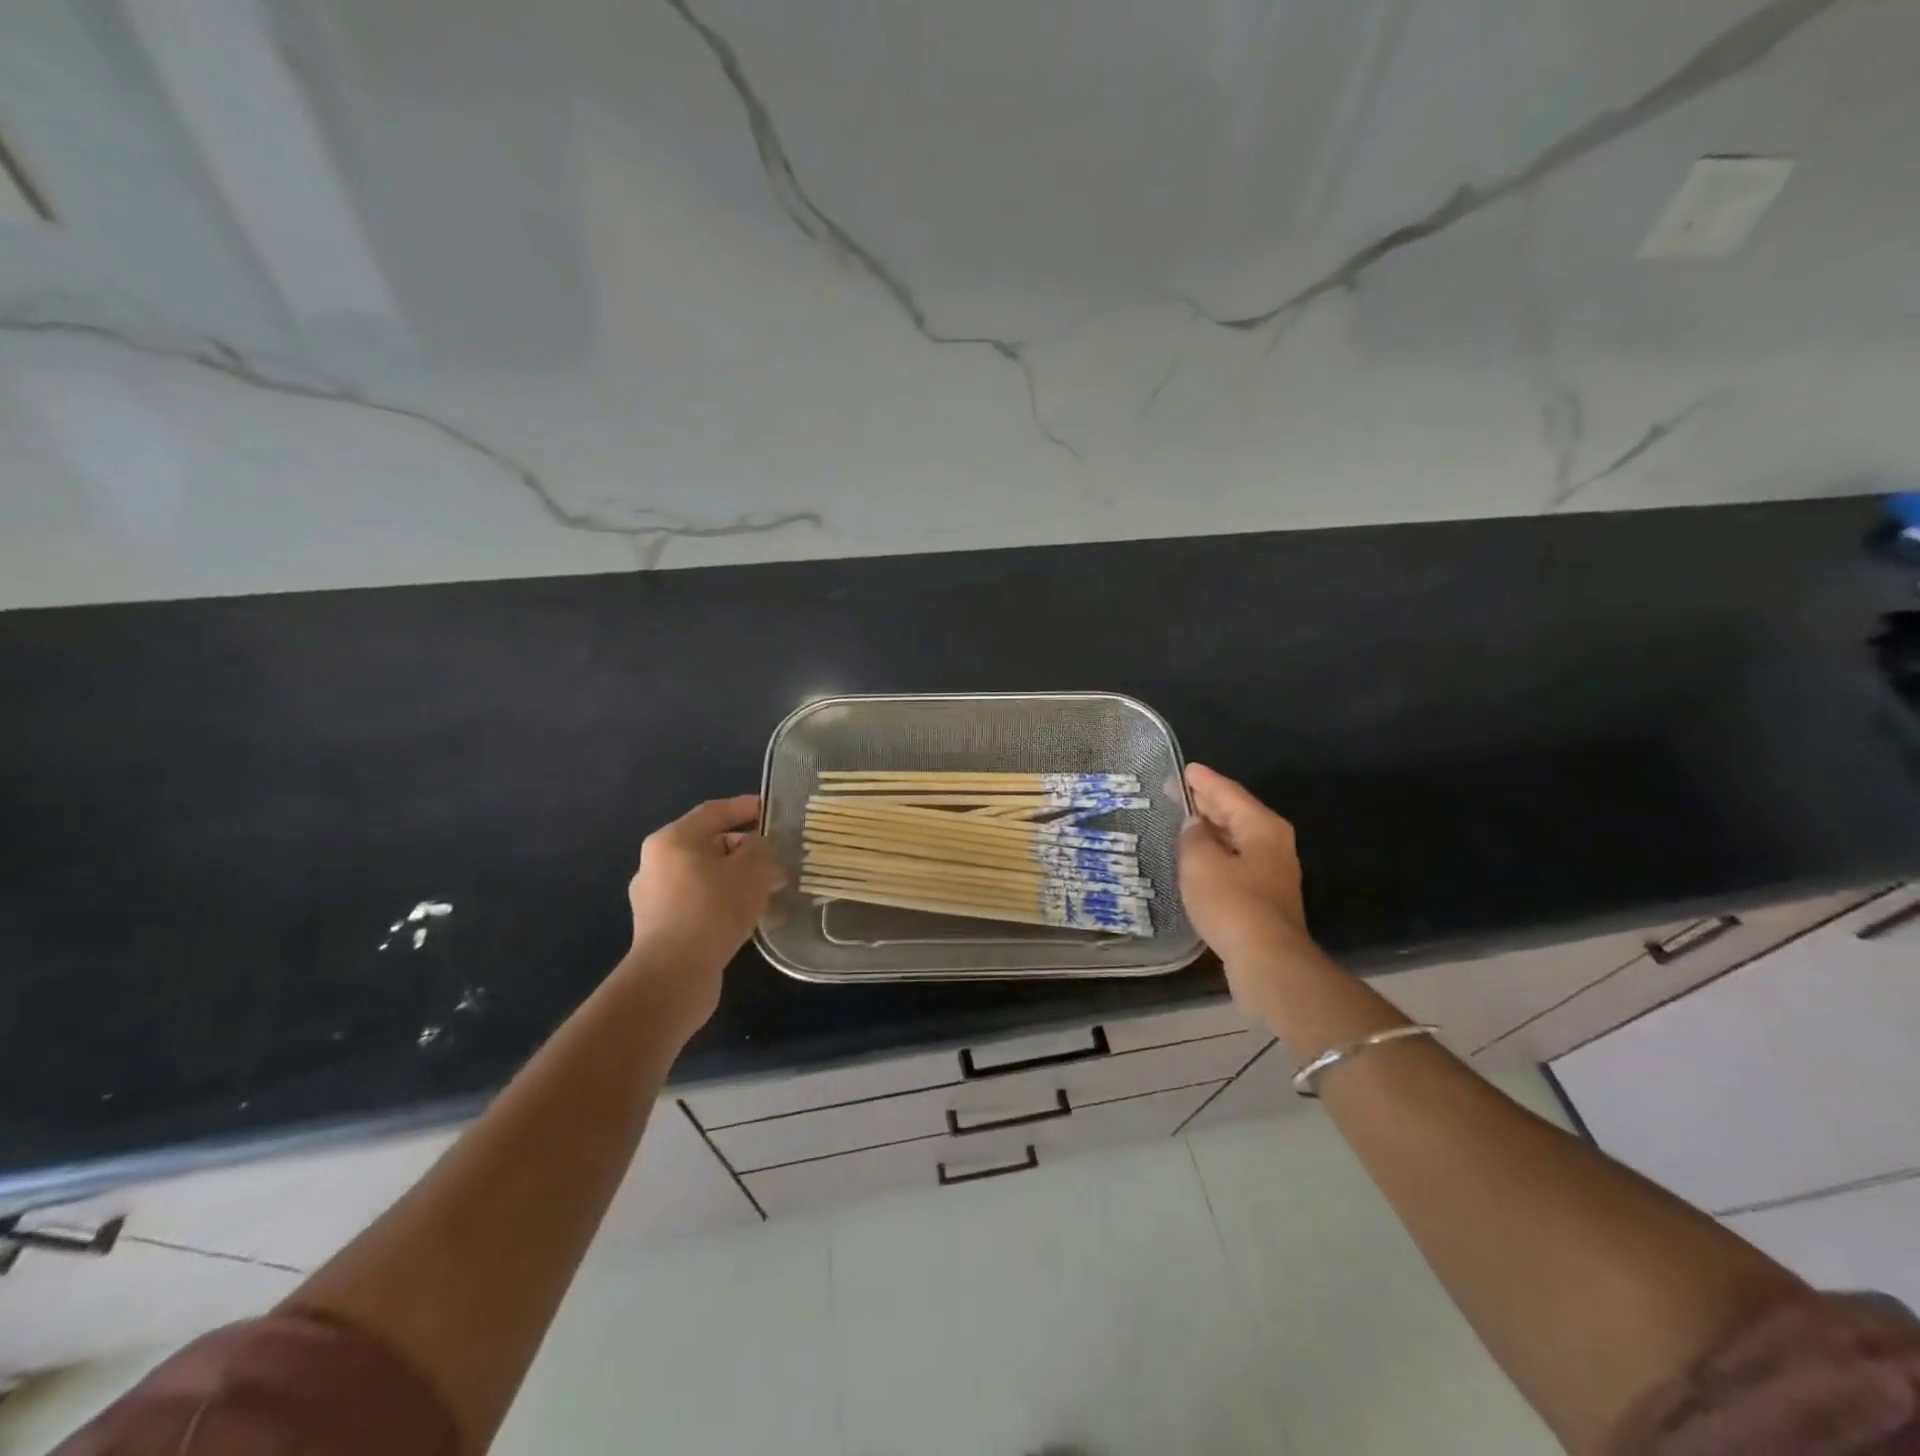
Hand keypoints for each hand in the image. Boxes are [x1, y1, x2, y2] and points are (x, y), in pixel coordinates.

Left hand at [622, 794, 784, 1039]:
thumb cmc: (713, 909)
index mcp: (673, 840)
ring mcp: (655, 898)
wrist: (674, 975)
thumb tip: (760, 850)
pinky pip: (700, 903)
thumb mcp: (751, 870)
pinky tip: (750, 916)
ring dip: (737, 880)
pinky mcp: (661, 928)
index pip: (714, 811)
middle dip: (745, 850)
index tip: (772, 810)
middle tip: (777, 858)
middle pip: (709, 845)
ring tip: (769, 890)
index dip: (745, 807)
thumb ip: (762, 850)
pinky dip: (725, 903)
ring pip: (706, 877)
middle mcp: (656, 863)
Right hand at [1178, 764, 1313, 980]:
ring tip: (1182, 822)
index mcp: (1261, 826)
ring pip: (1236, 839)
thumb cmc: (1232, 902)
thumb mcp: (1200, 862)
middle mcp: (1273, 843)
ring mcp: (1272, 871)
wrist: (1266, 959)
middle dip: (1207, 803)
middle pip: (1236, 813)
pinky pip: (1235, 861)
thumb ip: (1193, 837)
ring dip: (1210, 830)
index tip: (1185, 769)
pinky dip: (1216, 854)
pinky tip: (1197, 859)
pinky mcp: (1264, 897)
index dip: (1204, 780)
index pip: (1228, 792)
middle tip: (1177, 793)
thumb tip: (1194, 826)